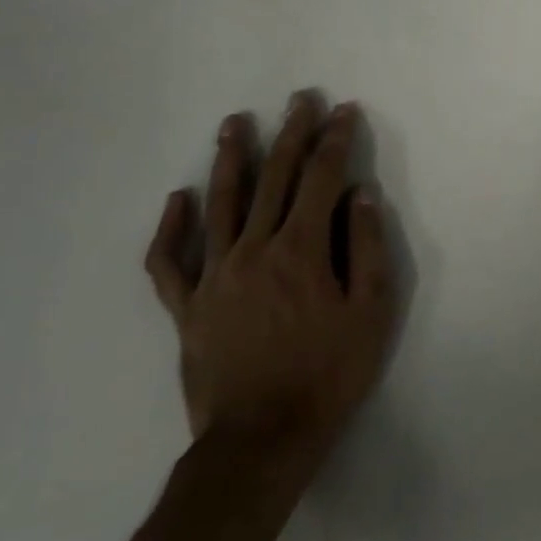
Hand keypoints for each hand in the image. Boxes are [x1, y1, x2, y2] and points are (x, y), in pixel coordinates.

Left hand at [144, 95, 395, 448]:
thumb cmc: (328, 375)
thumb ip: (368, 248)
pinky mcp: (188, 307)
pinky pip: (170, 262)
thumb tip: (361, 195)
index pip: (322, 178)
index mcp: (302, 250)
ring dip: (230, 159)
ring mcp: (215, 276)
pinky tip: (177, 199)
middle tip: (298, 99)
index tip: (343, 111)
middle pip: (275, 178)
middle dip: (291, 133)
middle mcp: (255, 249)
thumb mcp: (371, 313)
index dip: (335, 140)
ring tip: (234, 123)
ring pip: (221, 204)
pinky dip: (171, 228)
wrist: (261, 441)